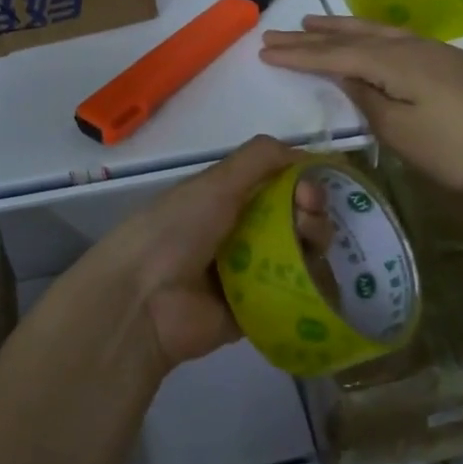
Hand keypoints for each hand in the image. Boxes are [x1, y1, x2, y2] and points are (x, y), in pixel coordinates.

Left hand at [78, 135, 298, 370]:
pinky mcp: (260, 310)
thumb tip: (307, 153)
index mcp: (228, 198)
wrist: (145, 300)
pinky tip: (317, 282)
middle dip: (313, 214)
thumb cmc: (178, 230)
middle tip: (306, 221)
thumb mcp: (216, 182)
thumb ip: (260, 158)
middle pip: (298, 219)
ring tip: (306, 251)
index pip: (281, 184)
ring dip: (314, 247)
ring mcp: (253, 273)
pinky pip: (298, 297)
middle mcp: (243, 232)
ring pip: (303, 255)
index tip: (311, 189)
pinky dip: (314, 289)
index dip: (304, 182)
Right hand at [260, 16, 462, 198]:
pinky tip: (369, 39)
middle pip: (354, 35)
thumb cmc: (454, 150)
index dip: (300, 54)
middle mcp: (414, 46)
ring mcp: (436, 51)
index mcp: (397, 62)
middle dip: (314, 35)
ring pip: (379, 31)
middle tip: (278, 31)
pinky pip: (398, 38)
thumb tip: (347, 74)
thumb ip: (368, 98)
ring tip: (314, 23)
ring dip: (342, 27)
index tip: (266, 49)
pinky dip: (371, 35)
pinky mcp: (451, 62)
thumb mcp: (400, 131)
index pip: (337, 54)